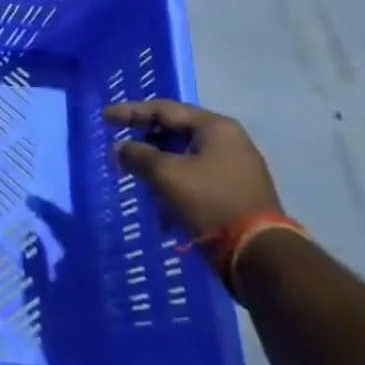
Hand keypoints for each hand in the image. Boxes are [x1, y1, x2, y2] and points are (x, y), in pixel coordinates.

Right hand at [102, 98, 281, 238]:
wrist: (259, 255)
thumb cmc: (209, 202)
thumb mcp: (166, 175)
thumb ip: (138, 155)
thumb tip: (119, 148)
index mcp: (215, 127)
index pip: (164, 109)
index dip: (131, 111)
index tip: (105, 117)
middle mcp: (229, 141)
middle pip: (177, 131)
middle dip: (146, 139)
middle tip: (121, 144)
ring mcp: (237, 168)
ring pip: (186, 156)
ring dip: (159, 163)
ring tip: (136, 174)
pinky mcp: (237, 193)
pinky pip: (197, 177)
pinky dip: (175, 182)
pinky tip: (161, 200)